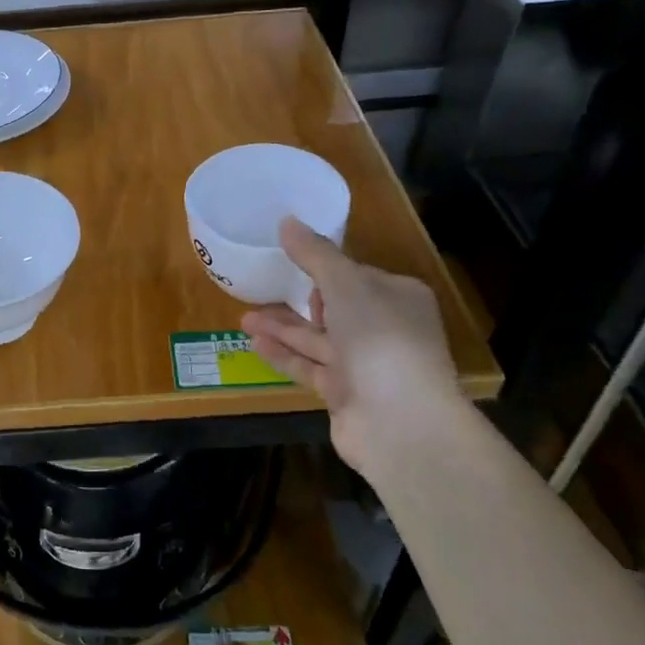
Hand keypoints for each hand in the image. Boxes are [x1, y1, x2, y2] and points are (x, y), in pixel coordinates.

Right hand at [240, 218, 463, 479]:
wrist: (401, 423)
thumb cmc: (379, 338)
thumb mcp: (345, 284)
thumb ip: (314, 254)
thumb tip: (287, 221)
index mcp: (399, 297)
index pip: (358, 276)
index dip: (327, 270)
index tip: (293, 263)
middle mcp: (387, 330)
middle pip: (335, 309)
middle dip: (298, 300)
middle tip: (261, 290)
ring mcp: (367, 366)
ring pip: (318, 340)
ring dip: (282, 328)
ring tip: (243, 318)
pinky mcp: (347, 395)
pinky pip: (310, 368)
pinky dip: (284, 355)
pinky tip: (254, 344)